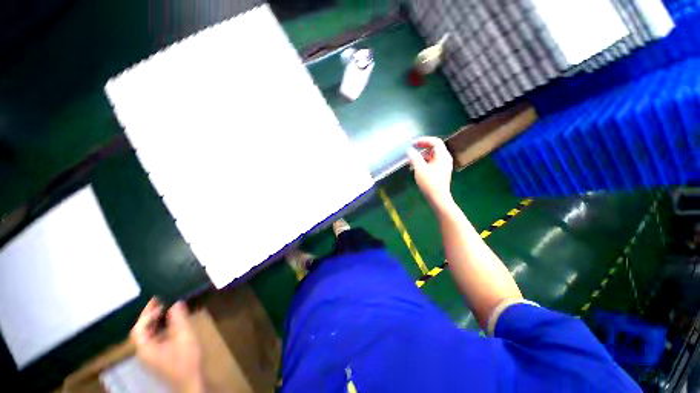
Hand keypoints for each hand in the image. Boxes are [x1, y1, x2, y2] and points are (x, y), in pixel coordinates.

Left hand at [130, 298, 204, 392]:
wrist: (191, 382)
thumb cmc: (186, 360)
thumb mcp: (185, 337)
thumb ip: (179, 319)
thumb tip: (176, 302)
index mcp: (145, 348)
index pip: (139, 328)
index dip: (147, 314)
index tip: (159, 301)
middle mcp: (144, 352)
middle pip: (141, 331)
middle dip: (149, 315)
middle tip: (161, 301)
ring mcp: (151, 356)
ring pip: (148, 335)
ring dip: (155, 321)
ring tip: (166, 309)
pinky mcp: (159, 358)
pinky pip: (155, 339)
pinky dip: (160, 328)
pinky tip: (171, 324)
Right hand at [406, 137, 454, 212]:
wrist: (438, 198)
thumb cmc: (429, 183)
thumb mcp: (419, 169)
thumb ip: (414, 157)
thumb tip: (409, 150)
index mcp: (442, 156)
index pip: (435, 142)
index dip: (424, 140)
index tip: (413, 143)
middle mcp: (445, 159)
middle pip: (434, 148)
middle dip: (422, 148)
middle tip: (412, 149)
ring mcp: (443, 166)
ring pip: (433, 156)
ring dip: (422, 156)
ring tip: (412, 160)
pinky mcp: (441, 173)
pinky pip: (433, 163)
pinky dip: (425, 162)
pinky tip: (417, 168)